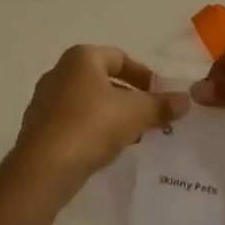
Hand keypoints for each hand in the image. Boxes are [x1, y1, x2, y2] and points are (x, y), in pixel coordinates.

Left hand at [7, 46, 188, 201]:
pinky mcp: (39, 127)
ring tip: (133, 135)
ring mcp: (45, 100)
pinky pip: (74, 121)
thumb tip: (185, 99)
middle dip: (129, 97)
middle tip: (150, 117)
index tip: (160, 95)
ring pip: (88, 101)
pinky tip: (106, 149)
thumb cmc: (92, 125)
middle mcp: (59, 72)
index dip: (144, 75)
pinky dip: (93, 129)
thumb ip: (161, 104)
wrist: (44, 166)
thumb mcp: (136, 113)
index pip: (120, 57)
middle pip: (103, 79)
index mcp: (81, 58)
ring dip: (112, 114)